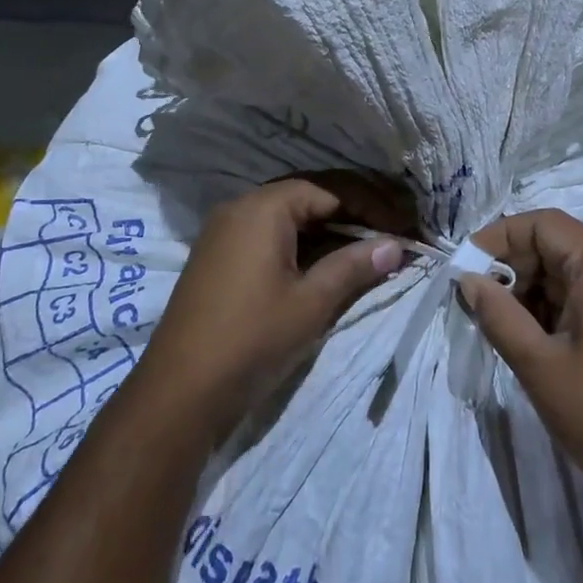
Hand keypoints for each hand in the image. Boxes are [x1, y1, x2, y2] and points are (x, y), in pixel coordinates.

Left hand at [132, 173, 412, 443]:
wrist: (178, 393)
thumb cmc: (251, 339)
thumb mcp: (311, 302)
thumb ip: (354, 266)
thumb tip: (396, 245)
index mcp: (263, 207)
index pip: (330, 189)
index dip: (371, 204)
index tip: (404, 224)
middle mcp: (241, 207)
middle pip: (309, 195)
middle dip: (354, 210)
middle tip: (391, 228)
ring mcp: (225, 232)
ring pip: (289, 216)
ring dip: (329, 227)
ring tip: (368, 244)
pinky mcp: (218, 257)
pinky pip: (269, 234)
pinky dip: (303, 242)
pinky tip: (327, 261)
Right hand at [459, 209, 582, 526]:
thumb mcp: (539, 365)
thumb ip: (498, 313)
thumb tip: (469, 280)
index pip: (544, 223)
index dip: (500, 236)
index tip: (467, 266)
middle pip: (560, 244)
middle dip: (515, 265)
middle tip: (480, 300)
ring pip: (575, 270)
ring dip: (535, 288)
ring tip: (503, 323)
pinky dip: (560, 305)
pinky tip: (536, 337)